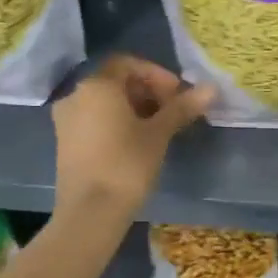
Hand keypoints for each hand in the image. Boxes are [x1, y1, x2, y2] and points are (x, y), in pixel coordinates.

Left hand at [53, 56, 213, 218]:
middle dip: (147, 91)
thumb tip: (211, 88)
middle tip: (172, 111)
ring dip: (134, 107)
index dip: (156, 74)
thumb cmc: (126, 165)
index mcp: (97, 86)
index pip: (128, 63)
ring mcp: (66, 120)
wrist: (89, 213)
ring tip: (159, 129)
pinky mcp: (65, 142)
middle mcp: (75, 95)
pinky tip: (136, 142)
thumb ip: (182, 107)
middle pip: (116, 81)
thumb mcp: (159, 134)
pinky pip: (94, 119)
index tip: (177, 94)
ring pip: (105, 102)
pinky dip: (116, 122)